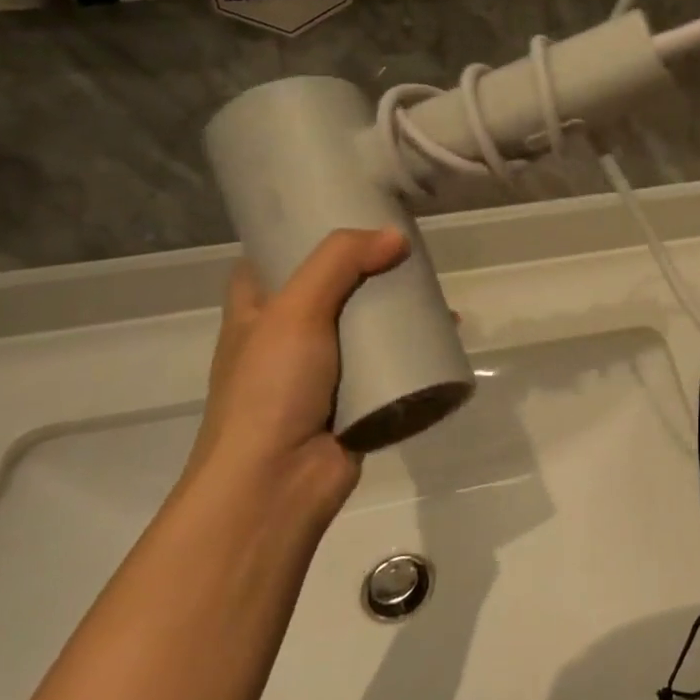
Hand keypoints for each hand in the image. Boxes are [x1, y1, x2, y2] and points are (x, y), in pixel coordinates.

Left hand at [185, 228, 409, 522]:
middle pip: (331, 290)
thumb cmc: (270, 390)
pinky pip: (388, 365)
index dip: (303, 237)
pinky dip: (413, 349)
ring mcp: (322, 373)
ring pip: (364, 328)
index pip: (273, 261)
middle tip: (405, 248)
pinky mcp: (355, 401)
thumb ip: (339, 263)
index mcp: (255, 314)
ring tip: (432, 288)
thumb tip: (396, 237)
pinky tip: (444, 334)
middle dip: (368, 271)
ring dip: (397, 310)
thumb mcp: (294, 311)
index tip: (345, 215)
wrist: (276, 484)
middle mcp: (286, 339)